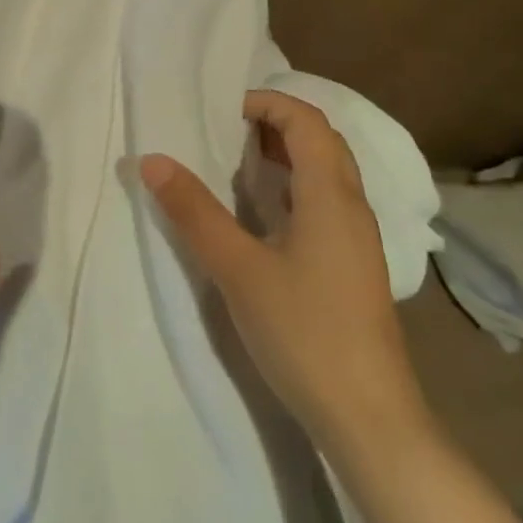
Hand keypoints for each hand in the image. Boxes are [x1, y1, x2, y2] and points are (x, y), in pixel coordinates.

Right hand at [140, 90, 427, 448]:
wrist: (369, 419)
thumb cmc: (304, 332)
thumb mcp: (238, 269)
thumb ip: (194, 211)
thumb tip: (152, 160)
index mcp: (331, 194)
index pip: (306, 121)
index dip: (267, 103)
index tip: (222, 111)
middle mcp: (353, 205)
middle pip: (322, 140)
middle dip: (276, 123)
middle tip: (227, 131)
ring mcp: (359, 238)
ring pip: (328, 172)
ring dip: (287, 154)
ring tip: (239, 163)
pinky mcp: (355, 265)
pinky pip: (327, 201)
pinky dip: (296, 186)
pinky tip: (265, 214)